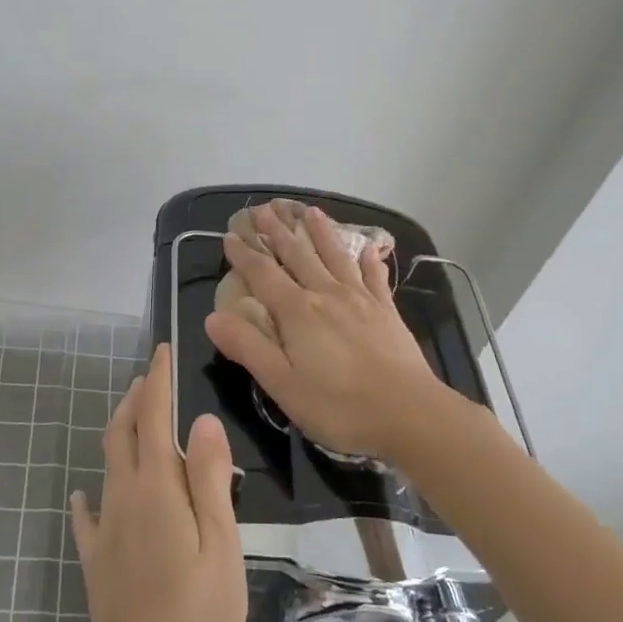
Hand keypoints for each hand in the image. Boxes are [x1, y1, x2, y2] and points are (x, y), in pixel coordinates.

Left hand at [70, 344, 246, 621]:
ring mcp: (104, 529)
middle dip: (135, 400)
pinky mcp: (96, 558)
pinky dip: (90, 493)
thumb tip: (202, 421)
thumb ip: (210, 481)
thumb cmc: (197, 616)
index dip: (157, 382)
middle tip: (149, 377)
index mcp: (156, 490)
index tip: (161, 351)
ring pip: (107, 464)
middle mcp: (122, 498)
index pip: (153, 419)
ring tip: (133, 416)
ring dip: (120, 432)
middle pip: (123, 434)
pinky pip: (88, 514)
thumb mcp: (221, 546)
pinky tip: (86, 493)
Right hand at [204, 201, 447, 460]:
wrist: (409, 413)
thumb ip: (248, 347)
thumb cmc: (339, 405)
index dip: (244, 254)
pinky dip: (369, 260)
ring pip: (335, 256)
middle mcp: (326, 294)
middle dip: (278, 231)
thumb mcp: (281, 384)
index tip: (230, 235)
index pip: (263, 274)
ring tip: (310, 211)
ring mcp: (361, 300)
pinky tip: (369, 249)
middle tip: (264, 209)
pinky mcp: (387, 311)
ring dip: (321, 232)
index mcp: (297, 312)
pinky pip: (374, 277)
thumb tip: (213, 317)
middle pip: (298, 255)